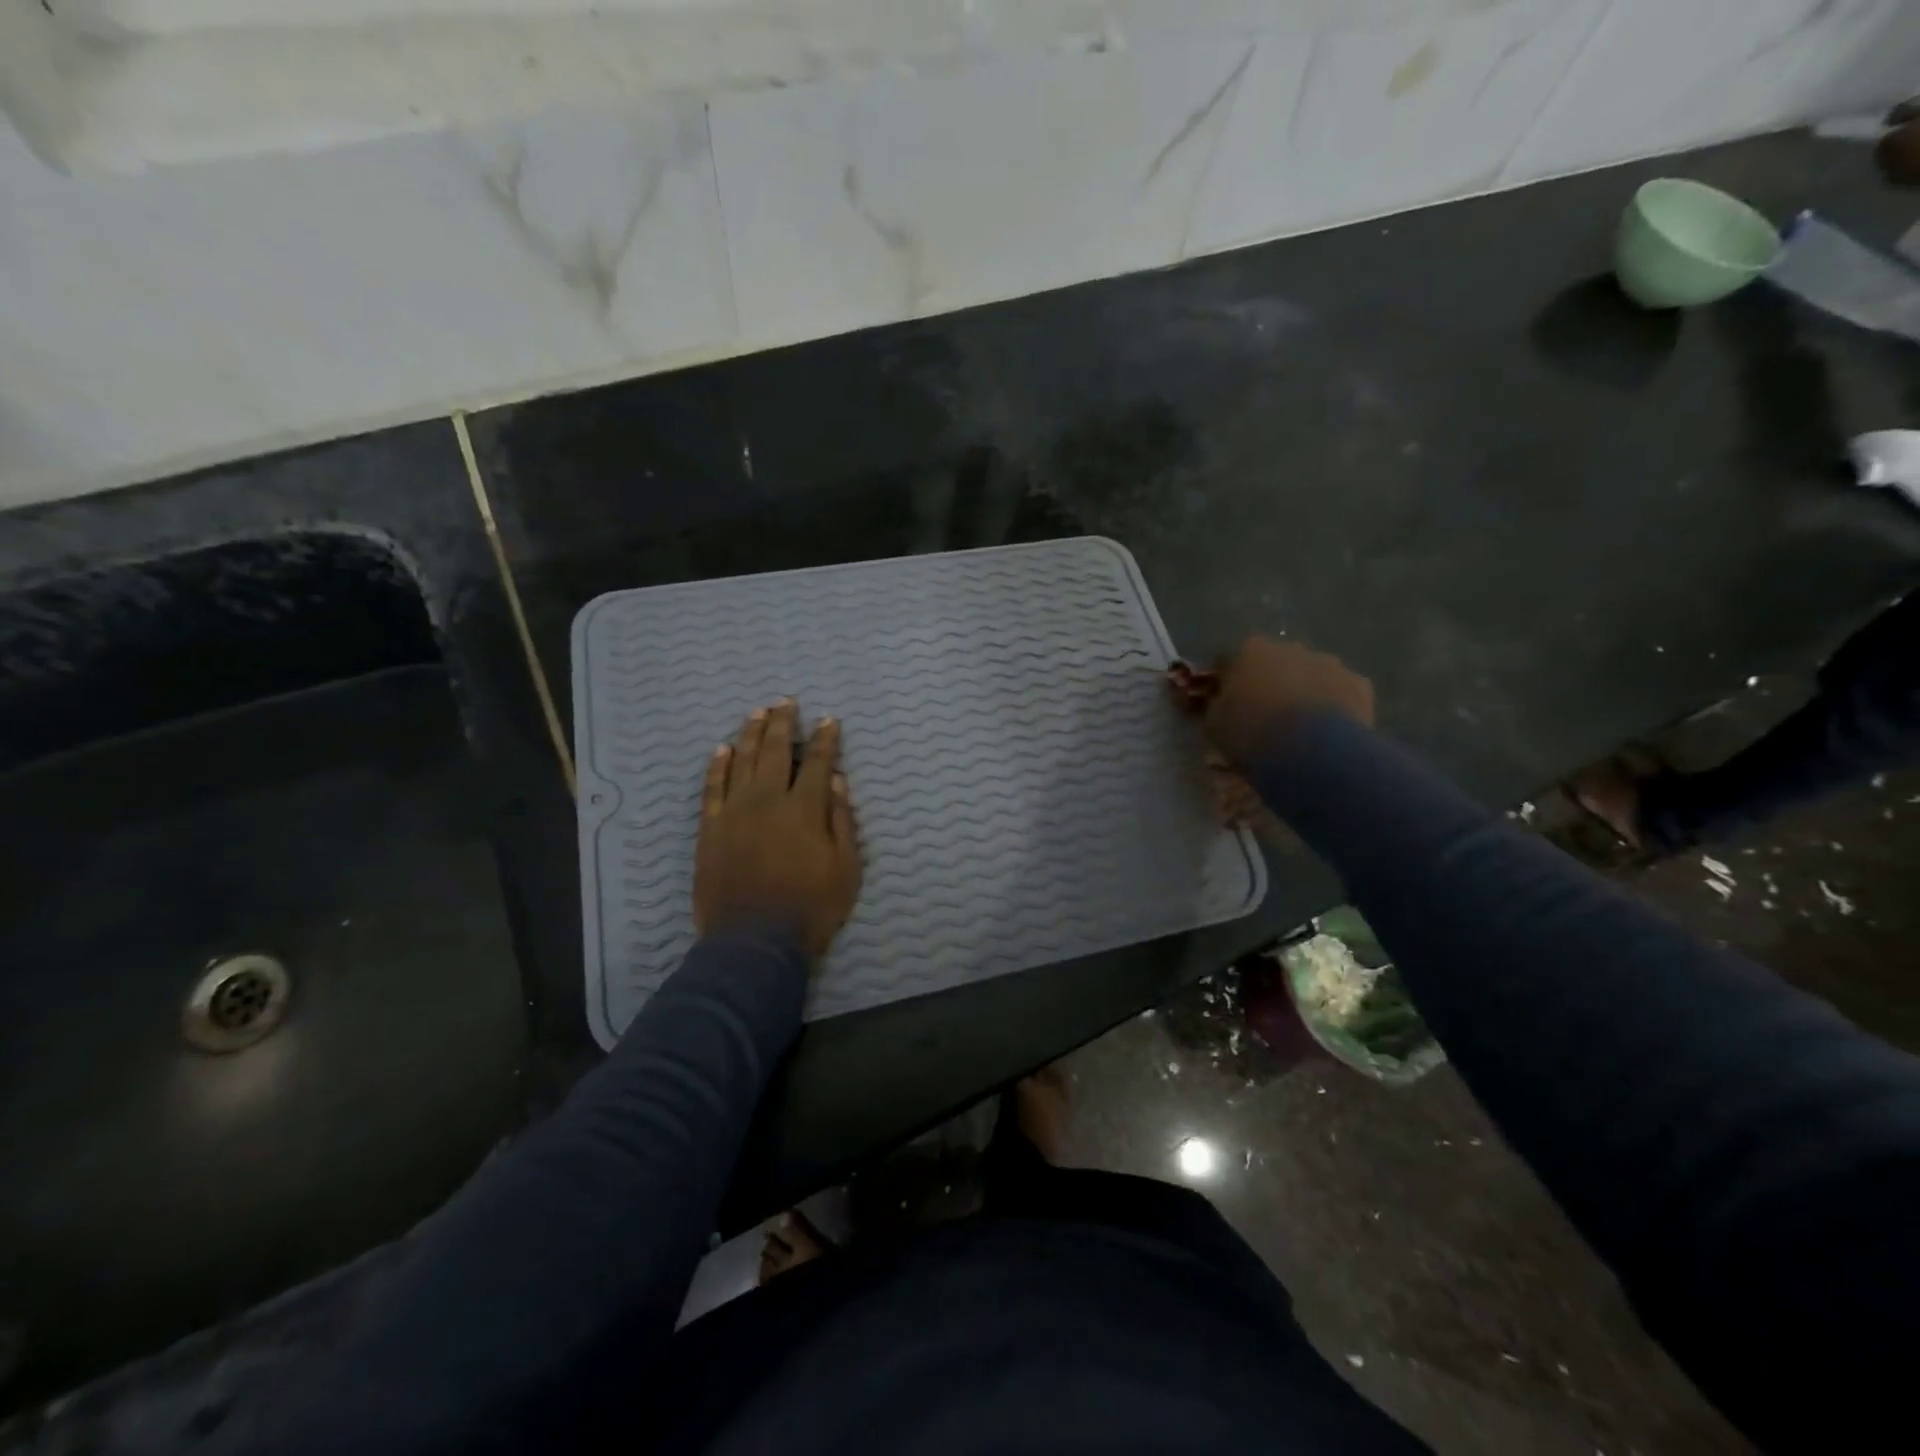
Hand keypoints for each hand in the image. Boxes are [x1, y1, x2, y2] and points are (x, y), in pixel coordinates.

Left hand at [694, 700, 861, 959]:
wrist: (753, 942)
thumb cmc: (810, 907)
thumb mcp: (846, 868)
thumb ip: (841, 820)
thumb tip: (836, 779)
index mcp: (804, 808)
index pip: (817, 762)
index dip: (825, 739)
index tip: (829, 720)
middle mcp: (767, 800)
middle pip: (774, 751)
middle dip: (783, 723)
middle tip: (786, 701)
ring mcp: (734, 812)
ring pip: (741, 761)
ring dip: (750, 734)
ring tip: (757, 713)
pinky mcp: (710, 829)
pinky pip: (711, 789)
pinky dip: (716, 767)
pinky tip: (721, 750)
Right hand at [1190, 636, 1374, 765]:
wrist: (1309, 752)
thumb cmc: (1250, 733)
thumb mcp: (1213, 724)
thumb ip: (1212, 705)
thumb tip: (1215, 700)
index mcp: (1250, 650)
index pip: (1230, 661)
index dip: (1227, 684)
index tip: (1226, 706)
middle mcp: (1290, 647)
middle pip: (1275, 664)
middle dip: (1270, 684)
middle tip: (1265, 719)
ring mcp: (1328, 663)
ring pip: (1310, 676)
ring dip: (1303, 694)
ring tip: (1299, 730)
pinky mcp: (1358, 684)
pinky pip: (1339, 694)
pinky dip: (1333, 708)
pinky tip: (1326, 734)